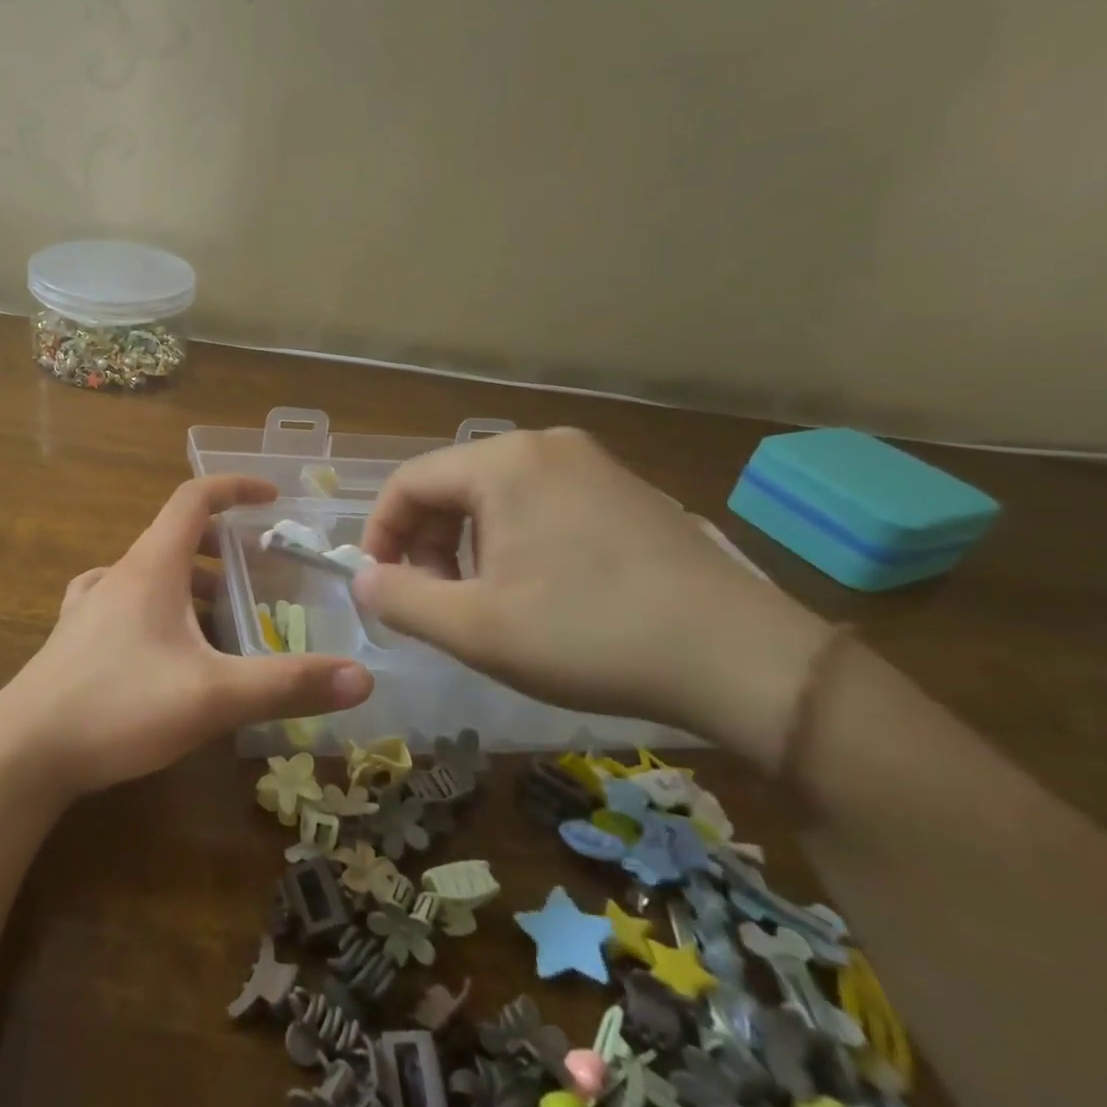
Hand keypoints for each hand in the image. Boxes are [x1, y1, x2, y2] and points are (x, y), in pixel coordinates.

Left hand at [0, 475, 372, 795]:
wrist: (24, 750)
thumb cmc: (119, 707)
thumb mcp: (213, 696)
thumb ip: (287, 684)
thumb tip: (363, 677)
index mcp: (151, 567)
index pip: (194, 498)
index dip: (235, 487)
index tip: (272, 498)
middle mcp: (118, 574)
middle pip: (175, 537)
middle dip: (222, 547)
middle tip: (259, 574)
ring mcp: (89, 605)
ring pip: (149, 573)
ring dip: (190, 582)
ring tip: (223, 617)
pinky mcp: (74, 638)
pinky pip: (123, 602)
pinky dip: (155, 607)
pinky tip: (163, 641)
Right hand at [352, 428, 831, 761]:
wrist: (743, 659)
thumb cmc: (590, 636)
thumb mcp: (475, 629)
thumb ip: (400, 599)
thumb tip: (363, 577)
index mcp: (503, 464)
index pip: (408, 483)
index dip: (380, 534)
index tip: (379, 586)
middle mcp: (546, 447)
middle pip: (451, 486)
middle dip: (425, 543)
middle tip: (432, 601)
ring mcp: (593, 465)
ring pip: (495, 497)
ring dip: (466, 546)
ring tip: (481, 602)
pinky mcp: (626, 492)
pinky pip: (541, 504)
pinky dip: (512, 542)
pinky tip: (535, 592)